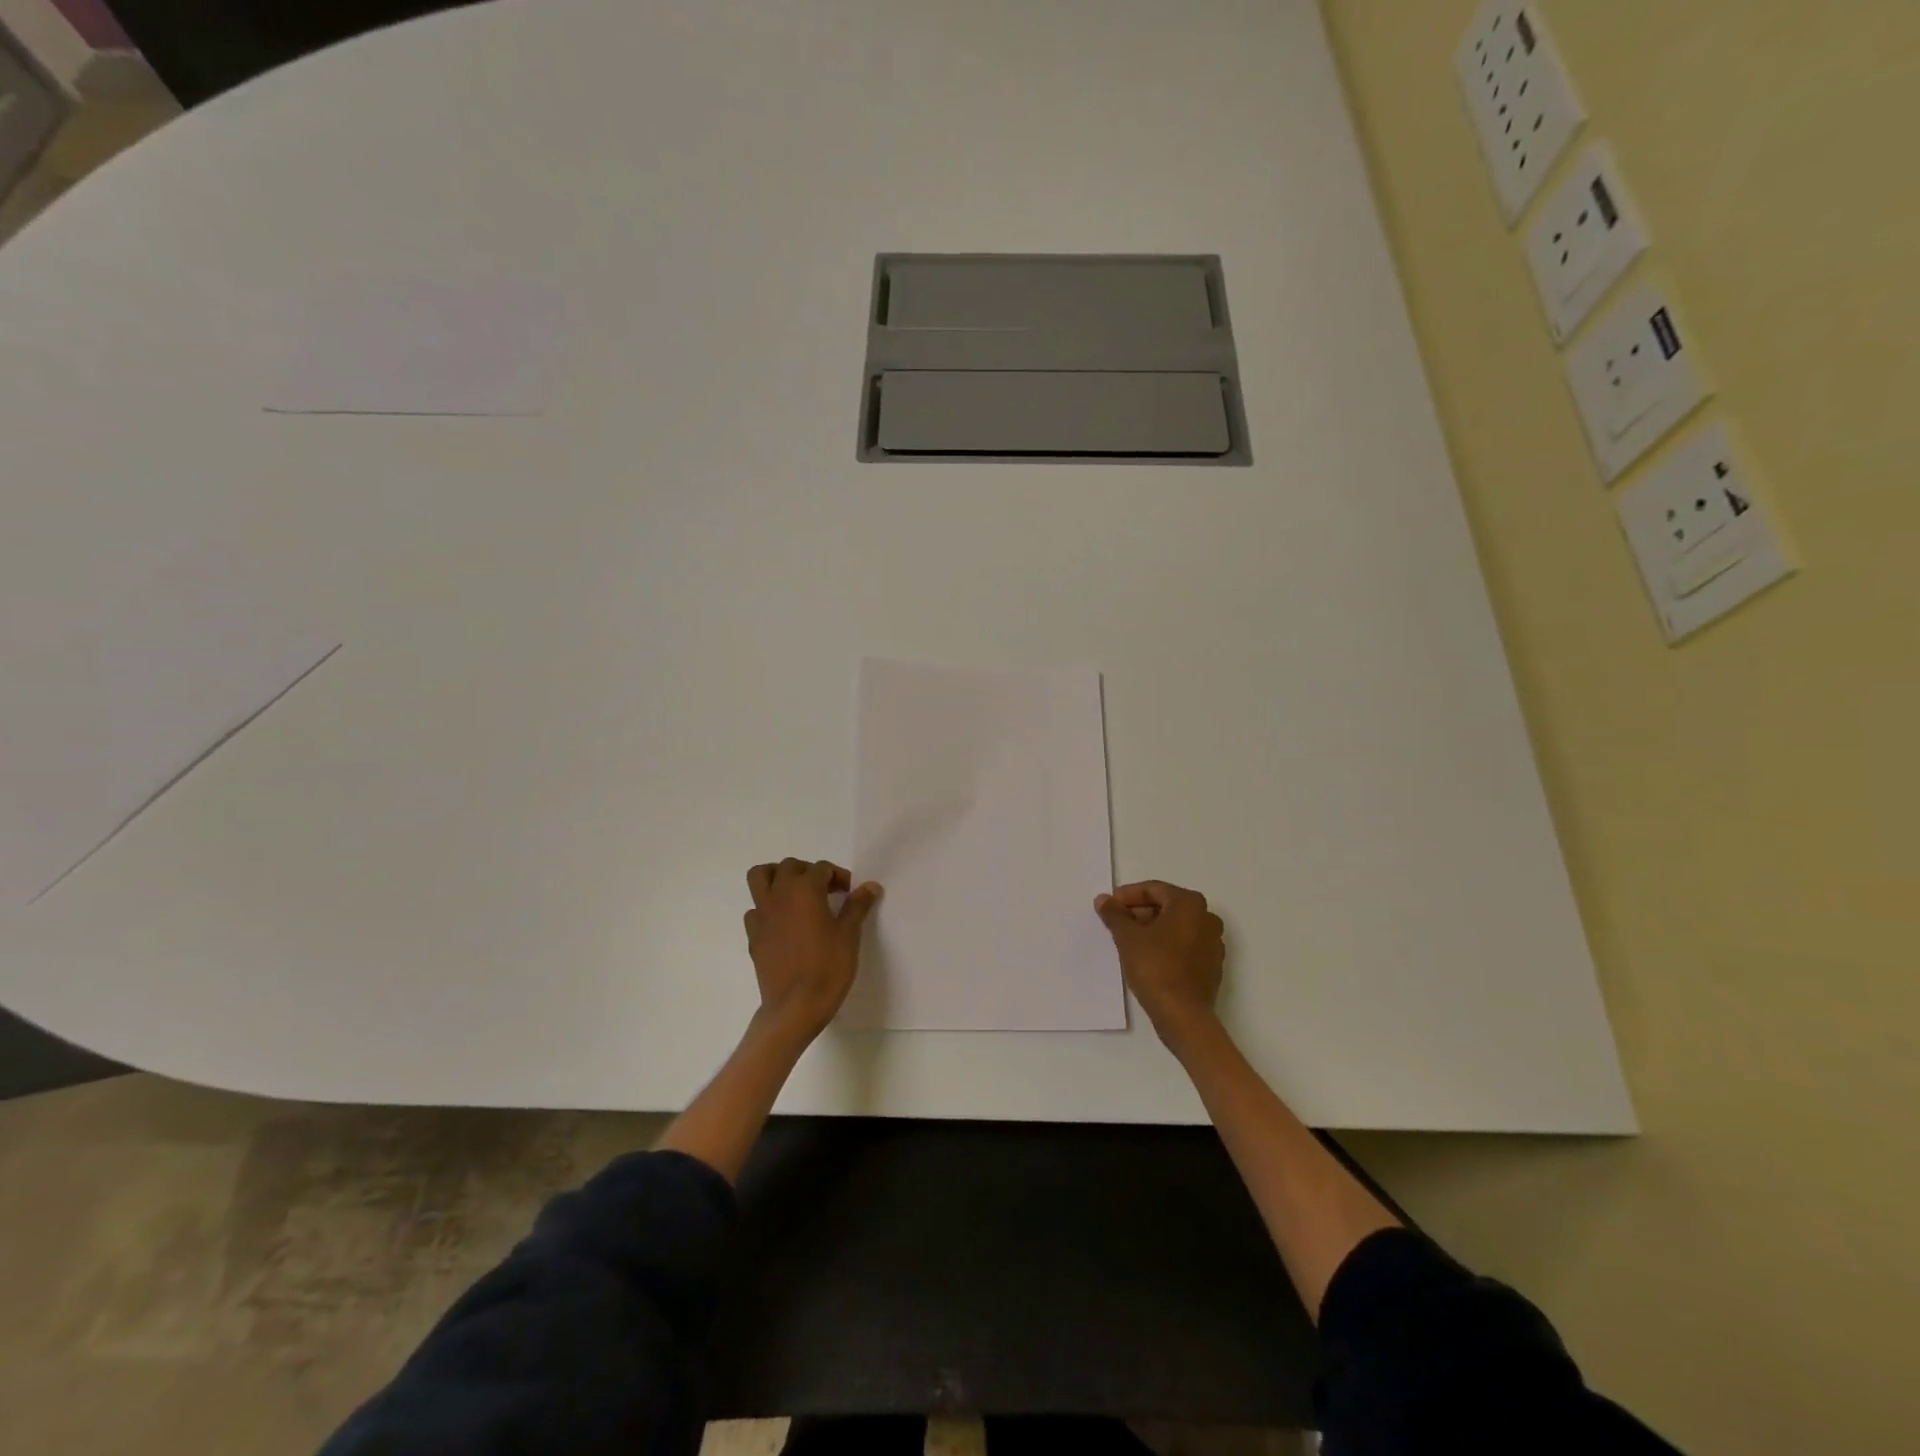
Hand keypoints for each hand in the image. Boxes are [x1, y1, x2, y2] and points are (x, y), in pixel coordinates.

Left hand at [744, 858, 881, 1039]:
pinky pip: (755, 909)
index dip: (838, 876)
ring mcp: (762, 915)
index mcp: (805, 890)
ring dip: (777, 877)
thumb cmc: (827, 968)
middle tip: (826, 890)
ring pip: (760, 877)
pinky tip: (783, 924)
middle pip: (789, 866)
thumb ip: (857, 906)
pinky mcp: (753, 935)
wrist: (795, 1007)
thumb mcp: (849, 935)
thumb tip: (870, 886)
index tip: (850, 893)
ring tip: (795, 894)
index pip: (821, 869)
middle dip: (808, 871)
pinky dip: (767, 908)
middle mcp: (779, 895)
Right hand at [1096, 880, 1224, 1045]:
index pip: (1153, 889)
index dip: (1127, 896)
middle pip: (1167, 906)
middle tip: (1117, 923)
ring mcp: (1213, 943)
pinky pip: (1185, 945)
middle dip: (1140, 912)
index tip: (1109, 907)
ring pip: (1176, 926)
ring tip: (1129, 941)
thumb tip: (1104, 899)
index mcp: (1190, 904)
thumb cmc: (1155, 967)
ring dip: (1152, 929)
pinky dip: (1166, 945)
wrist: (1183, 1015)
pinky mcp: (1212, 965)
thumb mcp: (1127, 937)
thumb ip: (1114, 914)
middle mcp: (1207, 917)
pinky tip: (1148, 958)